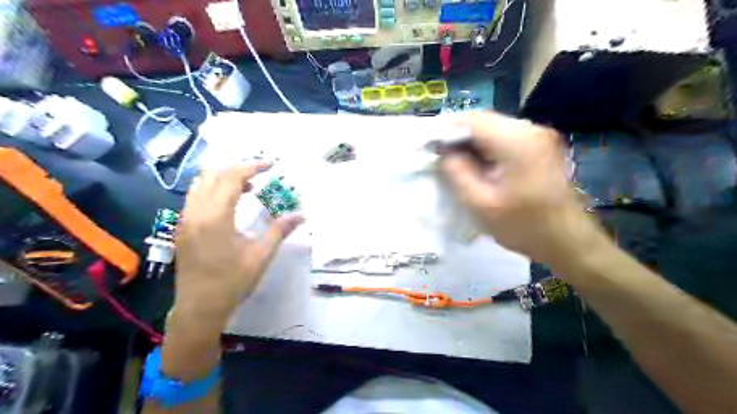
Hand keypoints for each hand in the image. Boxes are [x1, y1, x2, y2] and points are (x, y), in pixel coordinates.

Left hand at [174, 163, 303, 327]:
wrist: (199, 308)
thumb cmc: (232, 282)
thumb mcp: (261, 256)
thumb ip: (279, 231)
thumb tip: (301, 215)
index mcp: (215, 217)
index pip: (231, 178)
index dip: (252, 167)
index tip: (271, 165)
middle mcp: (195, 213)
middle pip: (212, 175)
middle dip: (237, 169)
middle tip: (260, 174)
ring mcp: (185, 220)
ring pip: (200, 184)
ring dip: (223, 178)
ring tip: (247, 187)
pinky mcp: (182, 228)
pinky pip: (195, 197)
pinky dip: (213, 190)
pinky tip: (230, 204)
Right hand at [439, 111, 600, 263]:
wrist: (569, 241)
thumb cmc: (524, 226)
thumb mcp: (481, 203)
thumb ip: (457, 172)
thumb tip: (444, 151)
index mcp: (517, 141)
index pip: (472, 120)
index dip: (446, 129)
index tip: (429, 146)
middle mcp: (531, 129)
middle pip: (484, 121)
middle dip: (458, 135)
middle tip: (439, 155)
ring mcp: (540, 136)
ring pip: (494, 128)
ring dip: (472, 141)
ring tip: (454, 161)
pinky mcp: (541, 146)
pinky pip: (506, 138)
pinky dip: (487, 147)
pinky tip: (477, 164)